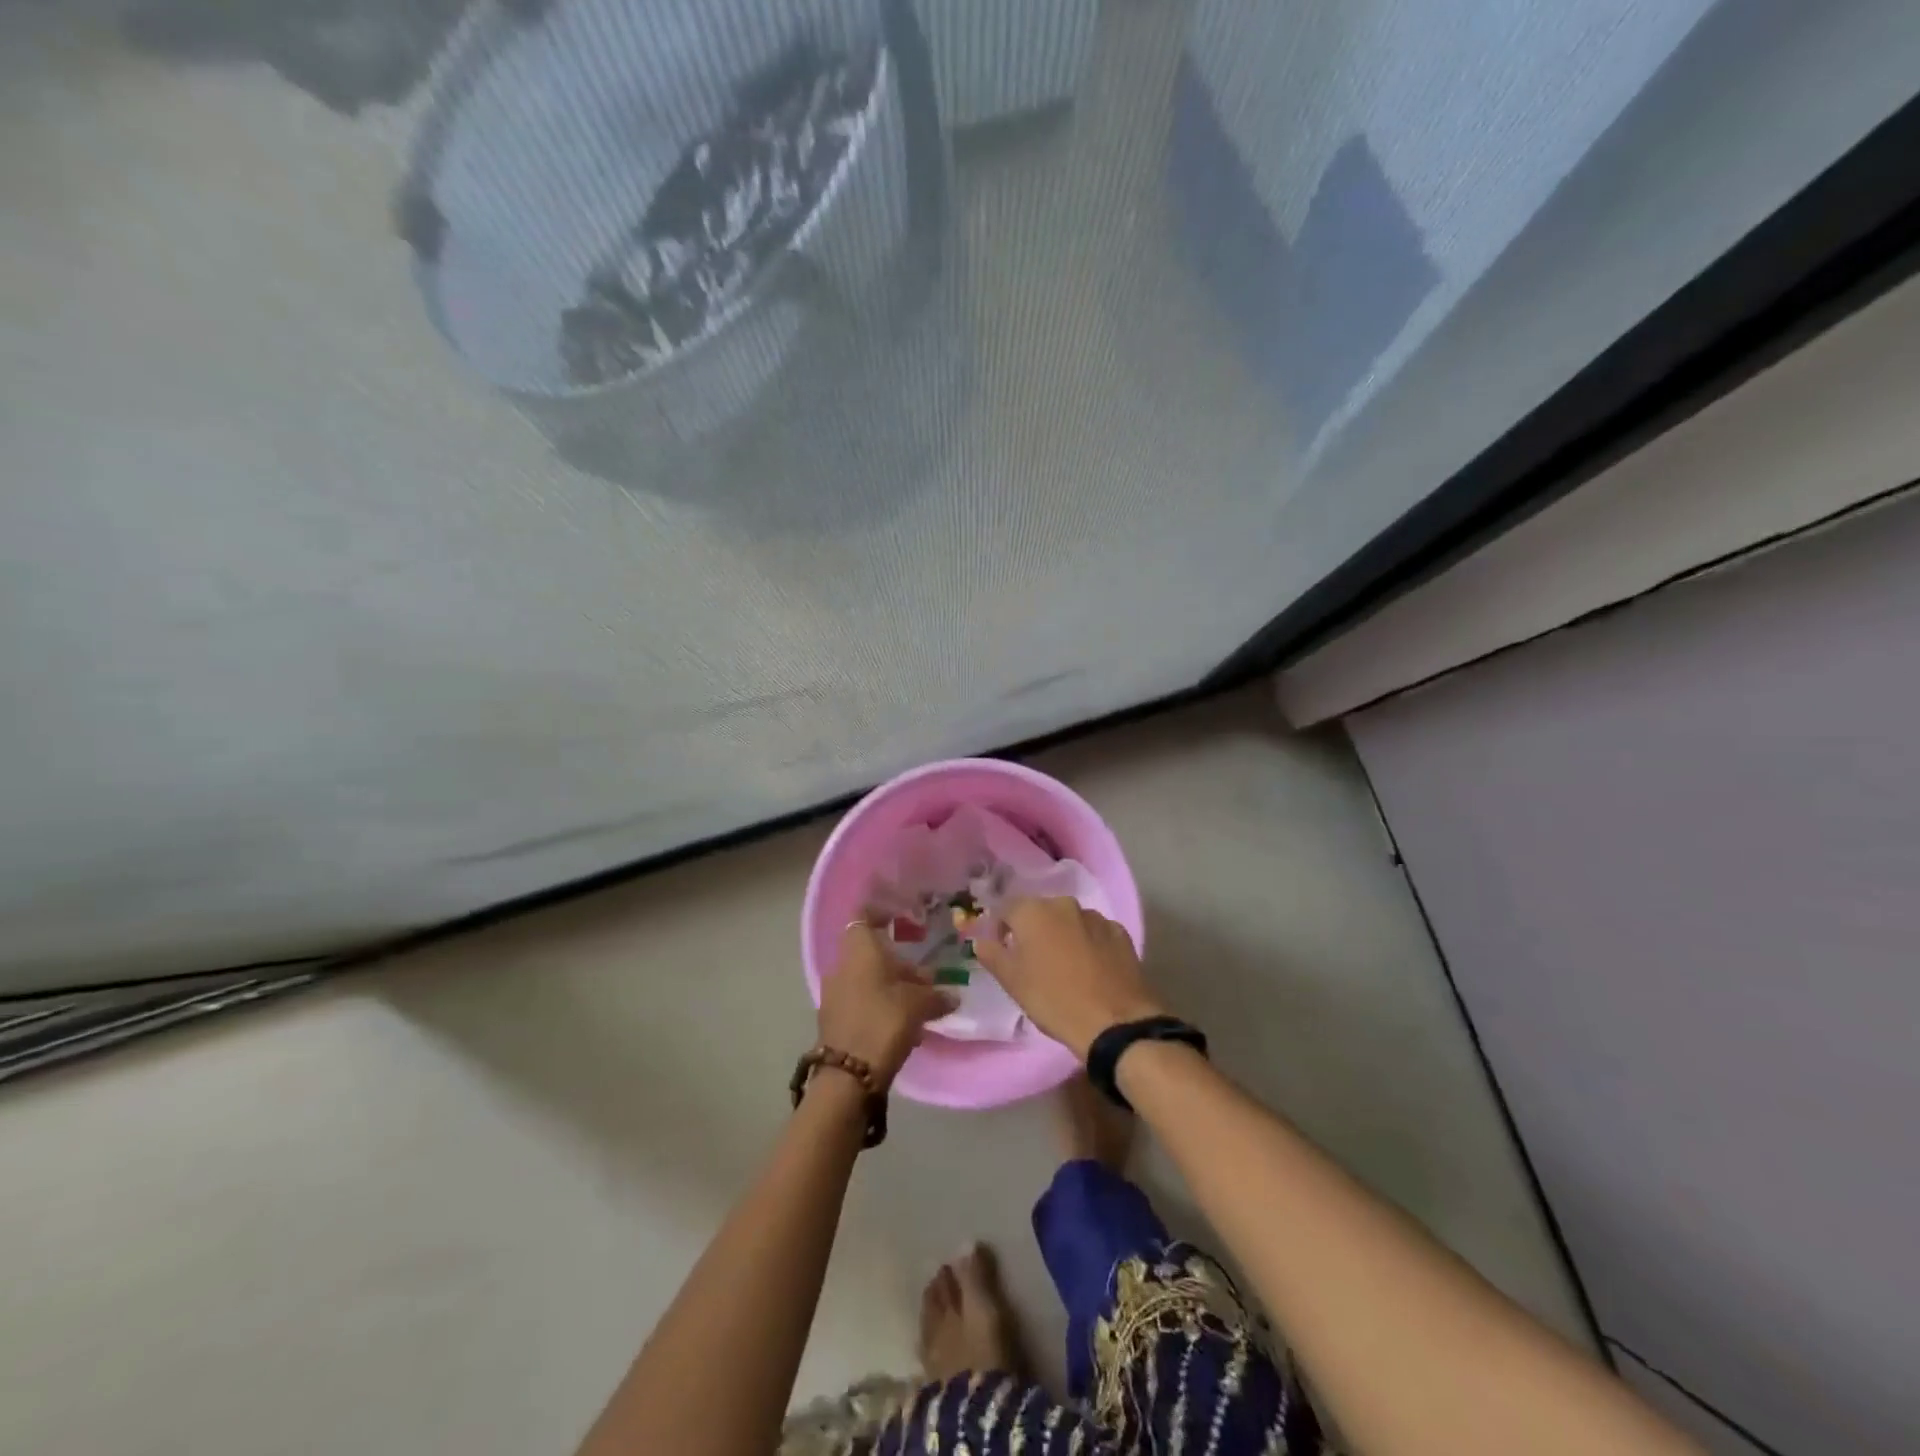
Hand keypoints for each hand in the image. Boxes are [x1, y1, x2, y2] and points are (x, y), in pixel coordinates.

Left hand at [818, 923, 954, 1087]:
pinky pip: (861, 1003)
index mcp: (859, 952)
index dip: (880, 914)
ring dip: (891, 988)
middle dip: (898, 965)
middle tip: (926, 980)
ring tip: (920, 1007)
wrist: (848, 1075)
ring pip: (867, 980)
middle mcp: (842, 967)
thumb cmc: (884, 1022)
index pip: (863, 917)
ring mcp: (834, 995)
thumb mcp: (918, 1005)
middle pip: (871, 955)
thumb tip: (952, 996)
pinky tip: (904, 1028)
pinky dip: (881, 1007)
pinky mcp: (834, 1021)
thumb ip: (936, 996)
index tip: (899, 919)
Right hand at [974, 897, 1165, 1059]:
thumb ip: (992, 955)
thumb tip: (981, 940)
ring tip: (1065, 967)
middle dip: (1033, 931)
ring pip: (1069, 921)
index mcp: (1032, 911)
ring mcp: (1096, 916)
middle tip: (1033, 961)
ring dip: (1062, 936)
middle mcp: (1064, 904)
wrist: (1114, 1022)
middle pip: (1040, 912)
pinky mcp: (1120, 932)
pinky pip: (1095, 933)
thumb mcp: (1012, 982)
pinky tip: (1091, 970)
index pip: (1005, 909)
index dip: (1000, 929)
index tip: (1003, 951)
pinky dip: (1088, 944)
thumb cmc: (1053, 1000)